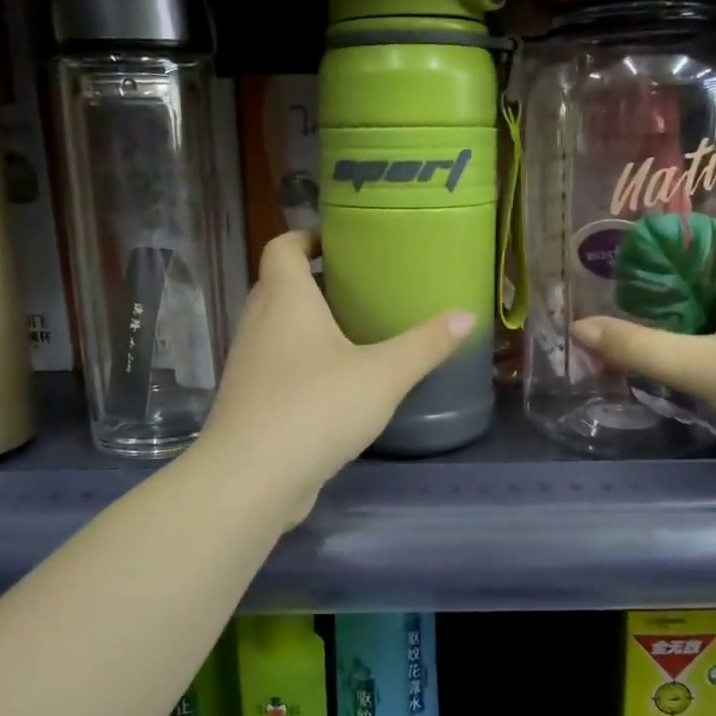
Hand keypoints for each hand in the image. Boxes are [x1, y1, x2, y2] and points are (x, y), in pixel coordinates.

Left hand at [197, 230, 475, 526]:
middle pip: (277, 285)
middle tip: (357, 286)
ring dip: (305, 324)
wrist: (250, 479)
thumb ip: (425, 344)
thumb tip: (467, 315)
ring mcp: (248, 365)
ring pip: (274, 329)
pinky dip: (299, 362)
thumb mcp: (383, 375)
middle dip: (312, 281)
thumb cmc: (316, 407)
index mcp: (285, 301)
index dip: (306, 236)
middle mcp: (258, 324)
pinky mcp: (249, 402)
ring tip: (351, 332)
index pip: (282, 247)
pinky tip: (333, 384)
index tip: (338, 241)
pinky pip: (275, 366)